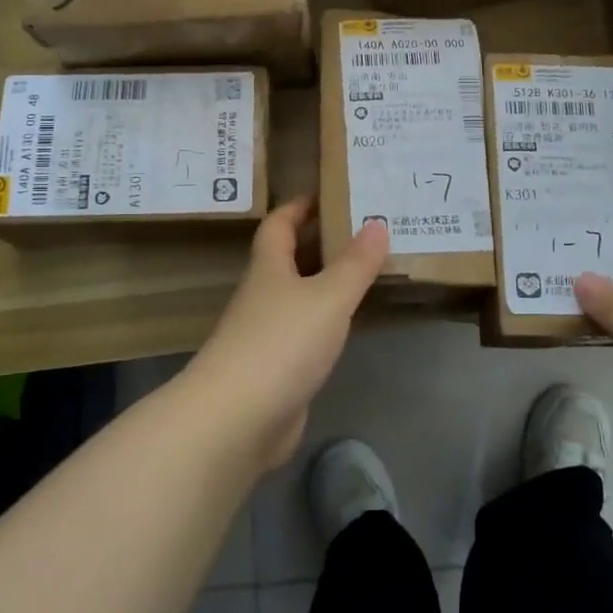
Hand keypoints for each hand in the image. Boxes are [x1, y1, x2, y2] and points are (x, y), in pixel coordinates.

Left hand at [184, 198, 388, 471]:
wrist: (236, 420)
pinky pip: (304, 333)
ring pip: (297, 297)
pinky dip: (325, 322)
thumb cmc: (281, 344)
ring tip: (366, 271)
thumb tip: (377, 222)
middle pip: (288, 259)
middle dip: (319, 242)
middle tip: (363, 229)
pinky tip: (348, 325)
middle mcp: (262, 297)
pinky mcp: (274, 371)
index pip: (279, 225)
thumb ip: (355, 264)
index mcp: (269, 269)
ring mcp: (265, 335)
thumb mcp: (328, 297)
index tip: (327, 192)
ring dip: (325, 283)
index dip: (299, 206)